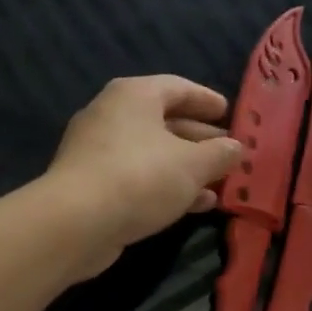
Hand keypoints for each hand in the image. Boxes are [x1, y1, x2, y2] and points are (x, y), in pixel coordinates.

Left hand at [43, 75, 243, 275]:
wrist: (76, 222)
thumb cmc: (140, 178)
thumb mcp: (192, 165)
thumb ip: (219, 154)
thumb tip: (235, 148)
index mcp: (133, 96)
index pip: (177, 87)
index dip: (206, 100)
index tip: (228, 112)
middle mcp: (111, 116)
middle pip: (164, 122)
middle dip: (199, 140)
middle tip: (228, 153)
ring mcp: (97, 152)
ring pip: (151, 154)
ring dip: (185, 169)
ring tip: (219, 185)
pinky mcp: (92, 185)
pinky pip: (136, 178)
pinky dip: (165, 187)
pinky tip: (193, 205)